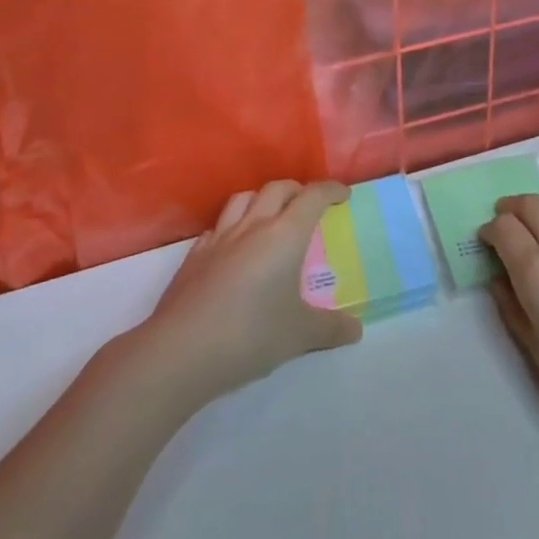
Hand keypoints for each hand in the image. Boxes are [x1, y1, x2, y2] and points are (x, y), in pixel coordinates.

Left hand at [142, 180, 362, 403]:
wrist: (181, 350)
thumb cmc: (250, 335)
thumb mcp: (299, 335)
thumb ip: (330, 329)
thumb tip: (356, 329)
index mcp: (285, 234)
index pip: (313, 196)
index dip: (331, 190)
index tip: (343, 195)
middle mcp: (254, 225)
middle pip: (278, 188)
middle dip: (297, 190)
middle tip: (309, 205)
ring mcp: (220, 237)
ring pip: (244, 198)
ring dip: (262, 198)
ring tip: (270, 215)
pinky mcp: (195, 255)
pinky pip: (218, 226)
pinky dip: (232, 225)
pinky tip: (233, 246)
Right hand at [480, 193, 538, 454]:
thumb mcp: (536, 351)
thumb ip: (512, 306)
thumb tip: (499, 278)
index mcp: (537, 271)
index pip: (503, 228)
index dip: (489, 231)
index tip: (486, 242)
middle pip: (530, 204)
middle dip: (511, 210)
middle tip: (504, 224)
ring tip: (535, 224)